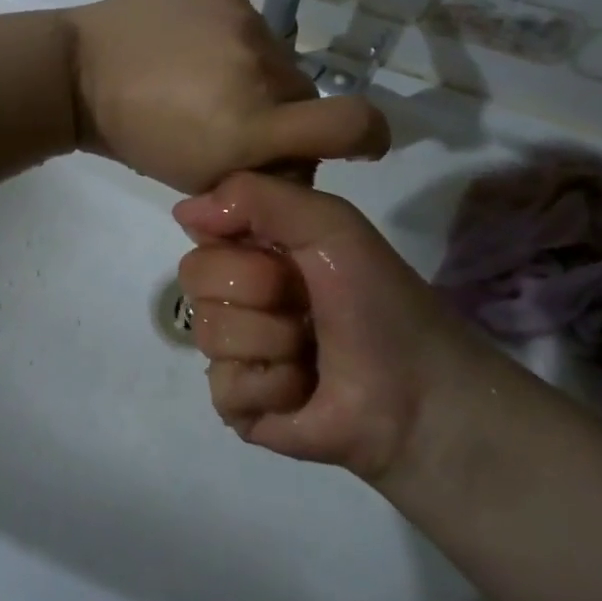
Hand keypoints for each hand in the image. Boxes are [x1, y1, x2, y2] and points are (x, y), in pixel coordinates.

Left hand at [66, 0, 387, 193]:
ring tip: (205, 76)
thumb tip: (300, 158)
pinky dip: (231, 39)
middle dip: (283, 111)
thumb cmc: (136, 137)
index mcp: (251, 127)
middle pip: (306, 94)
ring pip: (278, 56)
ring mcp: (240, 22)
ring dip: (256, 72)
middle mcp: (258, 70)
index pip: (353, 123)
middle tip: (237, 114)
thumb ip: (261, 172)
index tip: (360, 141)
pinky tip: (192, 46)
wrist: (79, 72)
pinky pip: (249, 22)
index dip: (370, 134)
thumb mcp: (200, 176)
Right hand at [174, 171, 492, 481]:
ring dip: (273, 339)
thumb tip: (182, 211)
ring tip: (310, 350)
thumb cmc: (378, 299)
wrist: (419, 393)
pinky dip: (274, 385)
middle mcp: (236, 296)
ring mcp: (232, 351)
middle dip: (258, 287)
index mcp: (254, 251)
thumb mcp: (330, 223)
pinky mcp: (236, 404)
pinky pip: (224, 384)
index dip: (237, 239)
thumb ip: (256, 196)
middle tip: (304, 303)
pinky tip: (302, 389)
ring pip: (208, 330)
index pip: (201, 229)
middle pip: (194, 275)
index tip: (283, 252)